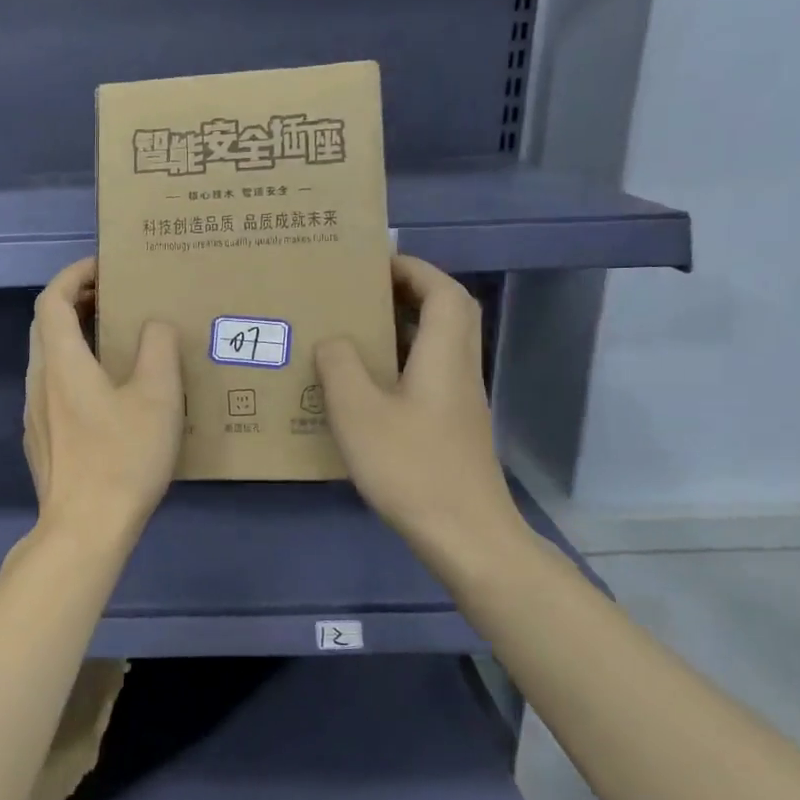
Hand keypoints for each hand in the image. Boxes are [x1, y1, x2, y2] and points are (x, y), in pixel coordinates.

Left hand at [24, 258, 182, 543]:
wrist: (83, 530)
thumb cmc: (121, 458)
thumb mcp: (157, 398)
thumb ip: (158, 349)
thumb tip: (153, 326)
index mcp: (61, 362)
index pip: (52, 299)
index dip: (74, 275)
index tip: (104, 268)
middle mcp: (38, 382)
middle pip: (46, 326)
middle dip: (76, 303)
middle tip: (114, 300)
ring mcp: (34, 414)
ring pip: (48, 358)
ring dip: (75, 338)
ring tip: (115, 342)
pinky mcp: (41, 441)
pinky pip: (53, 388)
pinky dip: (74, 370)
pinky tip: (106, 395)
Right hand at [316, 255, 529, 557]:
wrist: (465, 535)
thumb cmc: (411, 466)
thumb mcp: (359, 412)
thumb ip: (341, 367)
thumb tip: (334, 341)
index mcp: (444, 356)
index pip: (443, 292)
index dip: (414, 269)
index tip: (375, 264)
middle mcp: (459, 371)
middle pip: (448, 315)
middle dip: (409, 293)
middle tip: (363, 294)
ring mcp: (459, 403)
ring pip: (439, 347)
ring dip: (405, 330)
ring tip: (356, 333)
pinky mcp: (452, 429)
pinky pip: (428, 377)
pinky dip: (401, 366)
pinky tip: (366, 387)